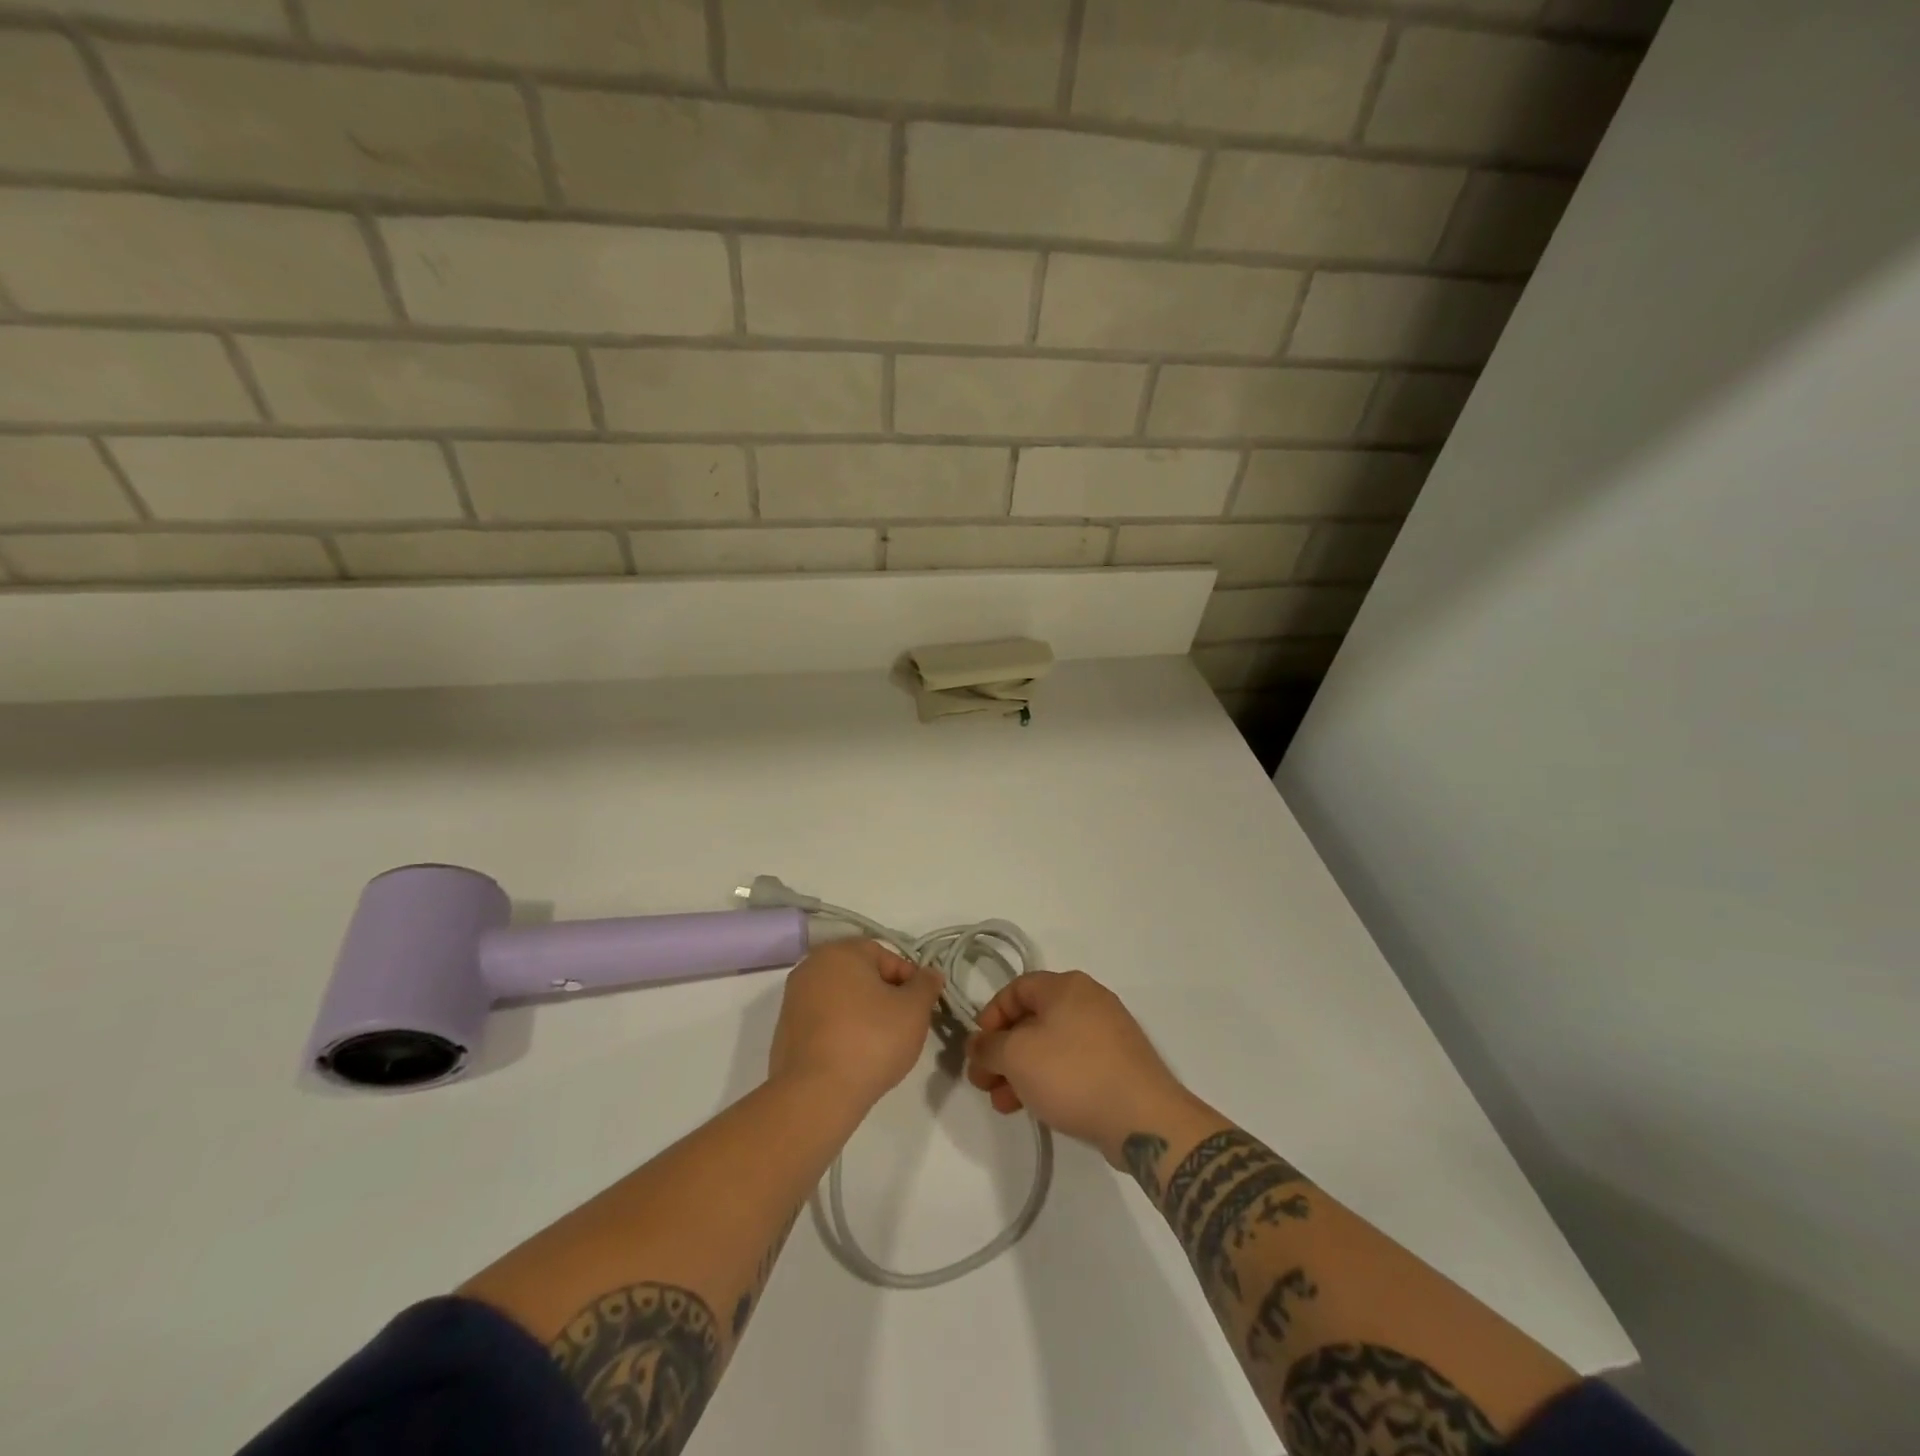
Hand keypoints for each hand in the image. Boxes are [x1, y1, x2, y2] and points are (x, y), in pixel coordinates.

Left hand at [769, 939, 943, 1112]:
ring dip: (864, 1014)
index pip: (885, 956)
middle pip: (861, 975)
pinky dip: (842, 1032)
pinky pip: (825, 1022)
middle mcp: (811, 967)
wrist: (816, 1094)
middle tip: (904, 1025)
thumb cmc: (871, 1040)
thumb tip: (930, 974)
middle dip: (886, 996)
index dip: (909, 979)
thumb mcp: (914, 1009)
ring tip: (881, 1045)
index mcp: (840, 952)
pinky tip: (855, 1057)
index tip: (920, 1007)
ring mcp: (794, 1000)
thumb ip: (926, 985)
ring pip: (842, 999)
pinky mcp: (786, 1031)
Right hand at [964, 970, 1190, 1164]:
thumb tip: (977, 1044)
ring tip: (1003, 1103)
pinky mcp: (1119, 1064)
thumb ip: (989, 1046)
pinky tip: (1035, 1107)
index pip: (1015, 989)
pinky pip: (1073, 1063)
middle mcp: (1089, 1000)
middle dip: (1003, 1051)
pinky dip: (1049, 1079)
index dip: (990, 1016)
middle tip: (984, 1082)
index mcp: (1066, 986)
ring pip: (1051, 1045)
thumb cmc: (1073, 1073)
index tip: (978, 1048)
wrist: (1143, 1119)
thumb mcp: (1017, 1056)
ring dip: (1021, 1071)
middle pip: (1032, 1019)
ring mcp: (1108, 1033)